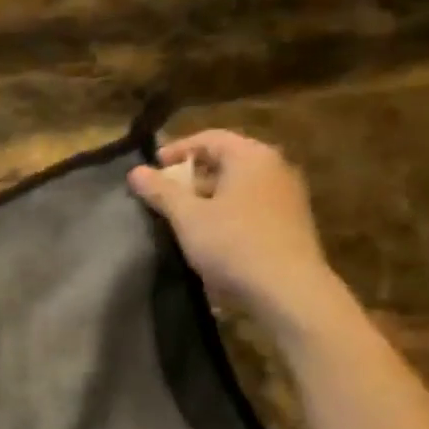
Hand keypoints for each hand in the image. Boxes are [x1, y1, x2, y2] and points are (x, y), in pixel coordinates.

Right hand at [127, 130, 349, 339]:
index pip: (209, 138)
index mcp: (251, 156)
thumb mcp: (188, 217)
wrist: (289, 290)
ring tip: (183, 220)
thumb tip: (136, 171)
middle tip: (165, 196)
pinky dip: (228, 214)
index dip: (177, 150)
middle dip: (191, 177)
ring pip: (239, 186)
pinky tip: (212, 238)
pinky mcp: (292, 224)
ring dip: (209, 198)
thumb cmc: (233, 244)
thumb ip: (161, 191)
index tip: (152, 170)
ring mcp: (287, 196)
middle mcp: (275, 167)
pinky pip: (252, 207)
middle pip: (226, 161)